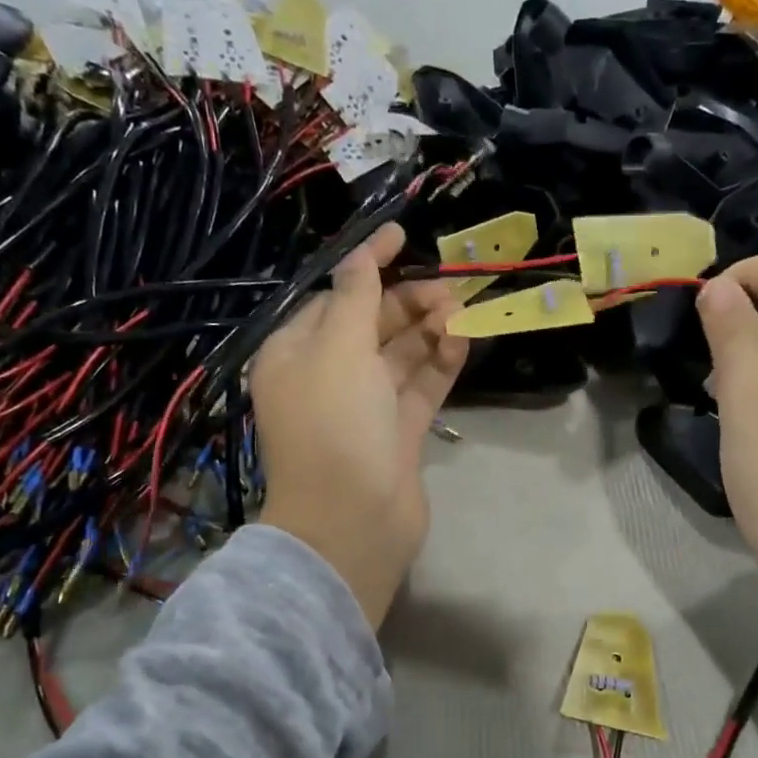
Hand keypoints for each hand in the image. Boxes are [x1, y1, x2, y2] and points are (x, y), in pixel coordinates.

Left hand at [253, 223, 467, 628]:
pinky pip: (420, 388)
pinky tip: (461, 342)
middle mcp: (327, 377)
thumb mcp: (337, 349)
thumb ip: (356, 297)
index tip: (402, 235)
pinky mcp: (398, 434)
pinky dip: (440, 364)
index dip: (366, 266)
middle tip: (450, 289)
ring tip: (461, 311)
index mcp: (295, 353)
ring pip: (400, 356)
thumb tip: (362, 253)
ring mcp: (365, 408)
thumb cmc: (335, 426)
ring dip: (429, 330)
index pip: (334, 298)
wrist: (353, 521)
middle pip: (371, 325)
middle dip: (408, 301)